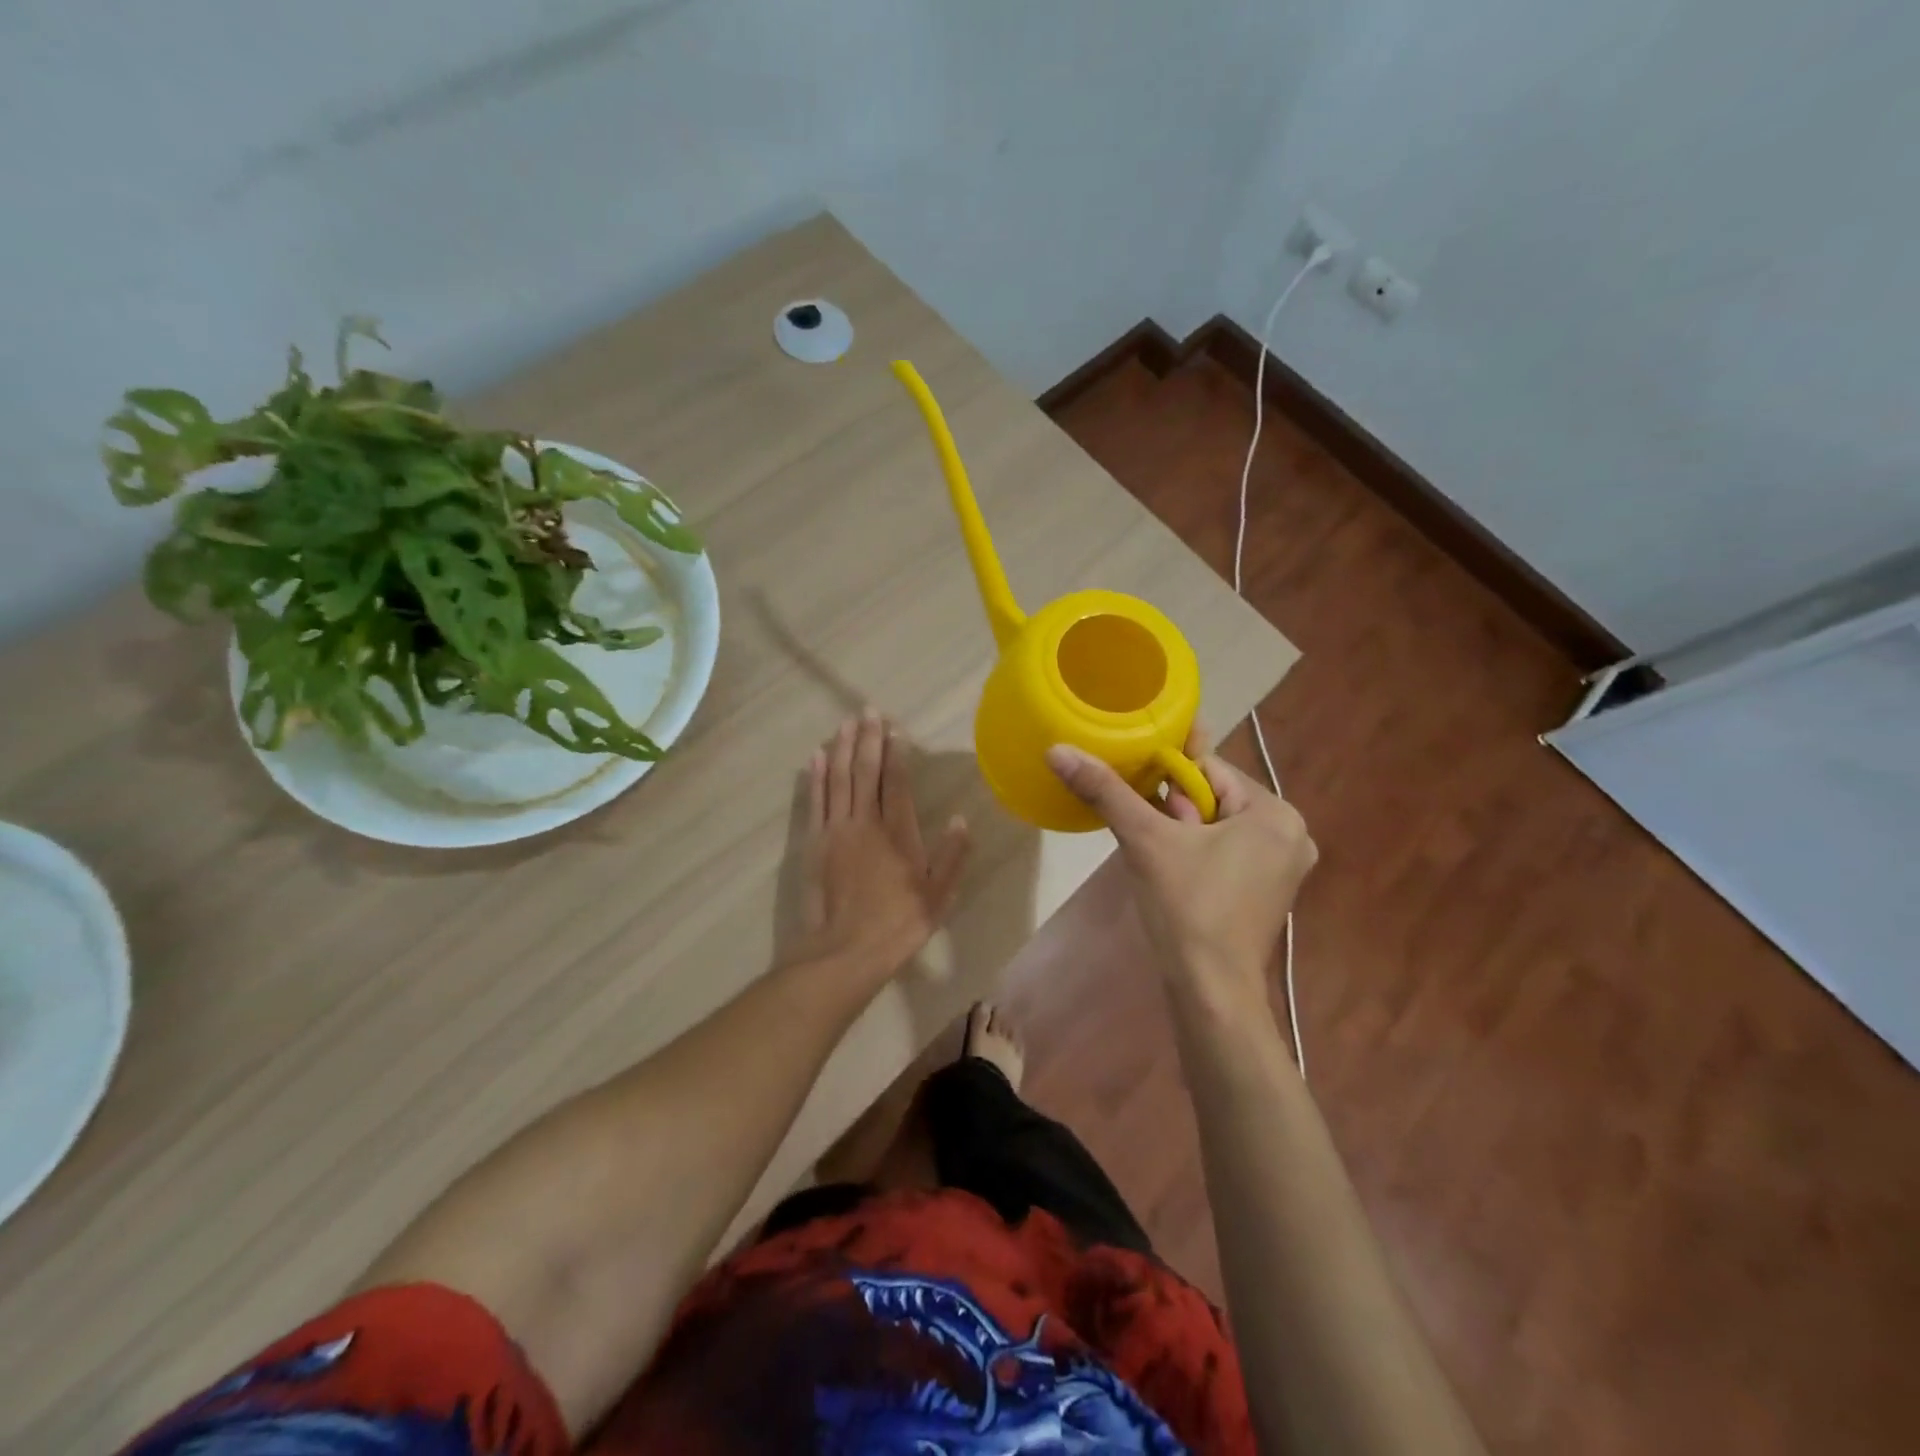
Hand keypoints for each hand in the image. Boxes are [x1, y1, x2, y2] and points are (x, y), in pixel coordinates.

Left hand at [794, 711, 969, 981]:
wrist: (844, 951)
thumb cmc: (897, 924)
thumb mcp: (938, 895)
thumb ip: (951, 856)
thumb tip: (960, 819)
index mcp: (897, 832)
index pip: (896, 782)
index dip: (896, 753)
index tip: (895, 728)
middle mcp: (865, 822)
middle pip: (864, 771)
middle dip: (867, 739)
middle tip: (867, 710)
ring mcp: (836, 830)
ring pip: (838, 779)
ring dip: (841, 748)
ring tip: (845, 722)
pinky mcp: (814, 843)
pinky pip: (815, 801)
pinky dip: (815, 776)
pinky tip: (815, 756)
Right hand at [1047, 729, 1315, 1014]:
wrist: (1211, 991)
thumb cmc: (1187, 907)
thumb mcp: (1145, 841)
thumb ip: (1105, 791)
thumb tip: (1058, 750)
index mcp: (1276, 813)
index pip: (1210, 768)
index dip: (1167, 776)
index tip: (1137, 794)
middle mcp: (1292, 834)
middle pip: (1214, 797)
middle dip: (1175, 810)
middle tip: (1150, 838)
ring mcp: (1283, 867)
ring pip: (1217, 825)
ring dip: (1181, 831)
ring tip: (1157, 857)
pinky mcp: (1268, 892)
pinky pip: (1226, 852)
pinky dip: (1196, 852)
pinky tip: (1173, 872)